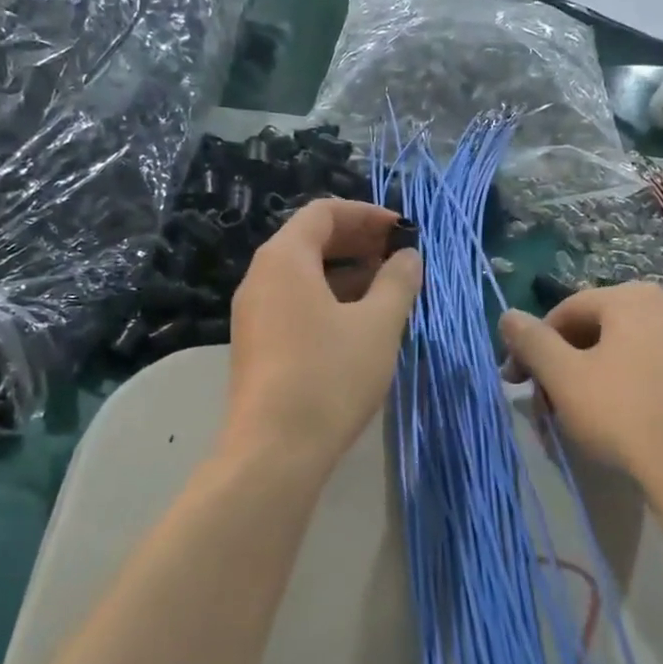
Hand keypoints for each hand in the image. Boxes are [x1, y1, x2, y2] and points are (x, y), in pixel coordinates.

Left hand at [220, 198, 420, 475]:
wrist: (274, 450)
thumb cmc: (329, 376)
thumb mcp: (377, 325)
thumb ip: (398, 282)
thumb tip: (408, 256)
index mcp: (284, 259)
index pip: (324, 212)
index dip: (367, 214)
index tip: (403, 231)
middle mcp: (261, 278)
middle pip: (310, 241)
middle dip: (359, 243)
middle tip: (400, 258)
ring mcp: (254, 314)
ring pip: (304, 276)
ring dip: (347, 274)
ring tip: (389, 292)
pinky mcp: (258, 345)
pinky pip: (296, 305)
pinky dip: (330, 301)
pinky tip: (361, 324)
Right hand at [500, 283, 662, 487]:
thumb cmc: (622, 410)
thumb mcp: (563, 376)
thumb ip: (532, 342)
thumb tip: (507, 316)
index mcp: (630, 298)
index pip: (564, 312)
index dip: (531, 346)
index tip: (516, 383)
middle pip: (593, 332)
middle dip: (560, 367)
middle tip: (544, 407)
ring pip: (619, 356)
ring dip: (586, 383)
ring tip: (574, 421)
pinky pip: (647, 375)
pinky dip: (620, 393)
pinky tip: (614, 426)